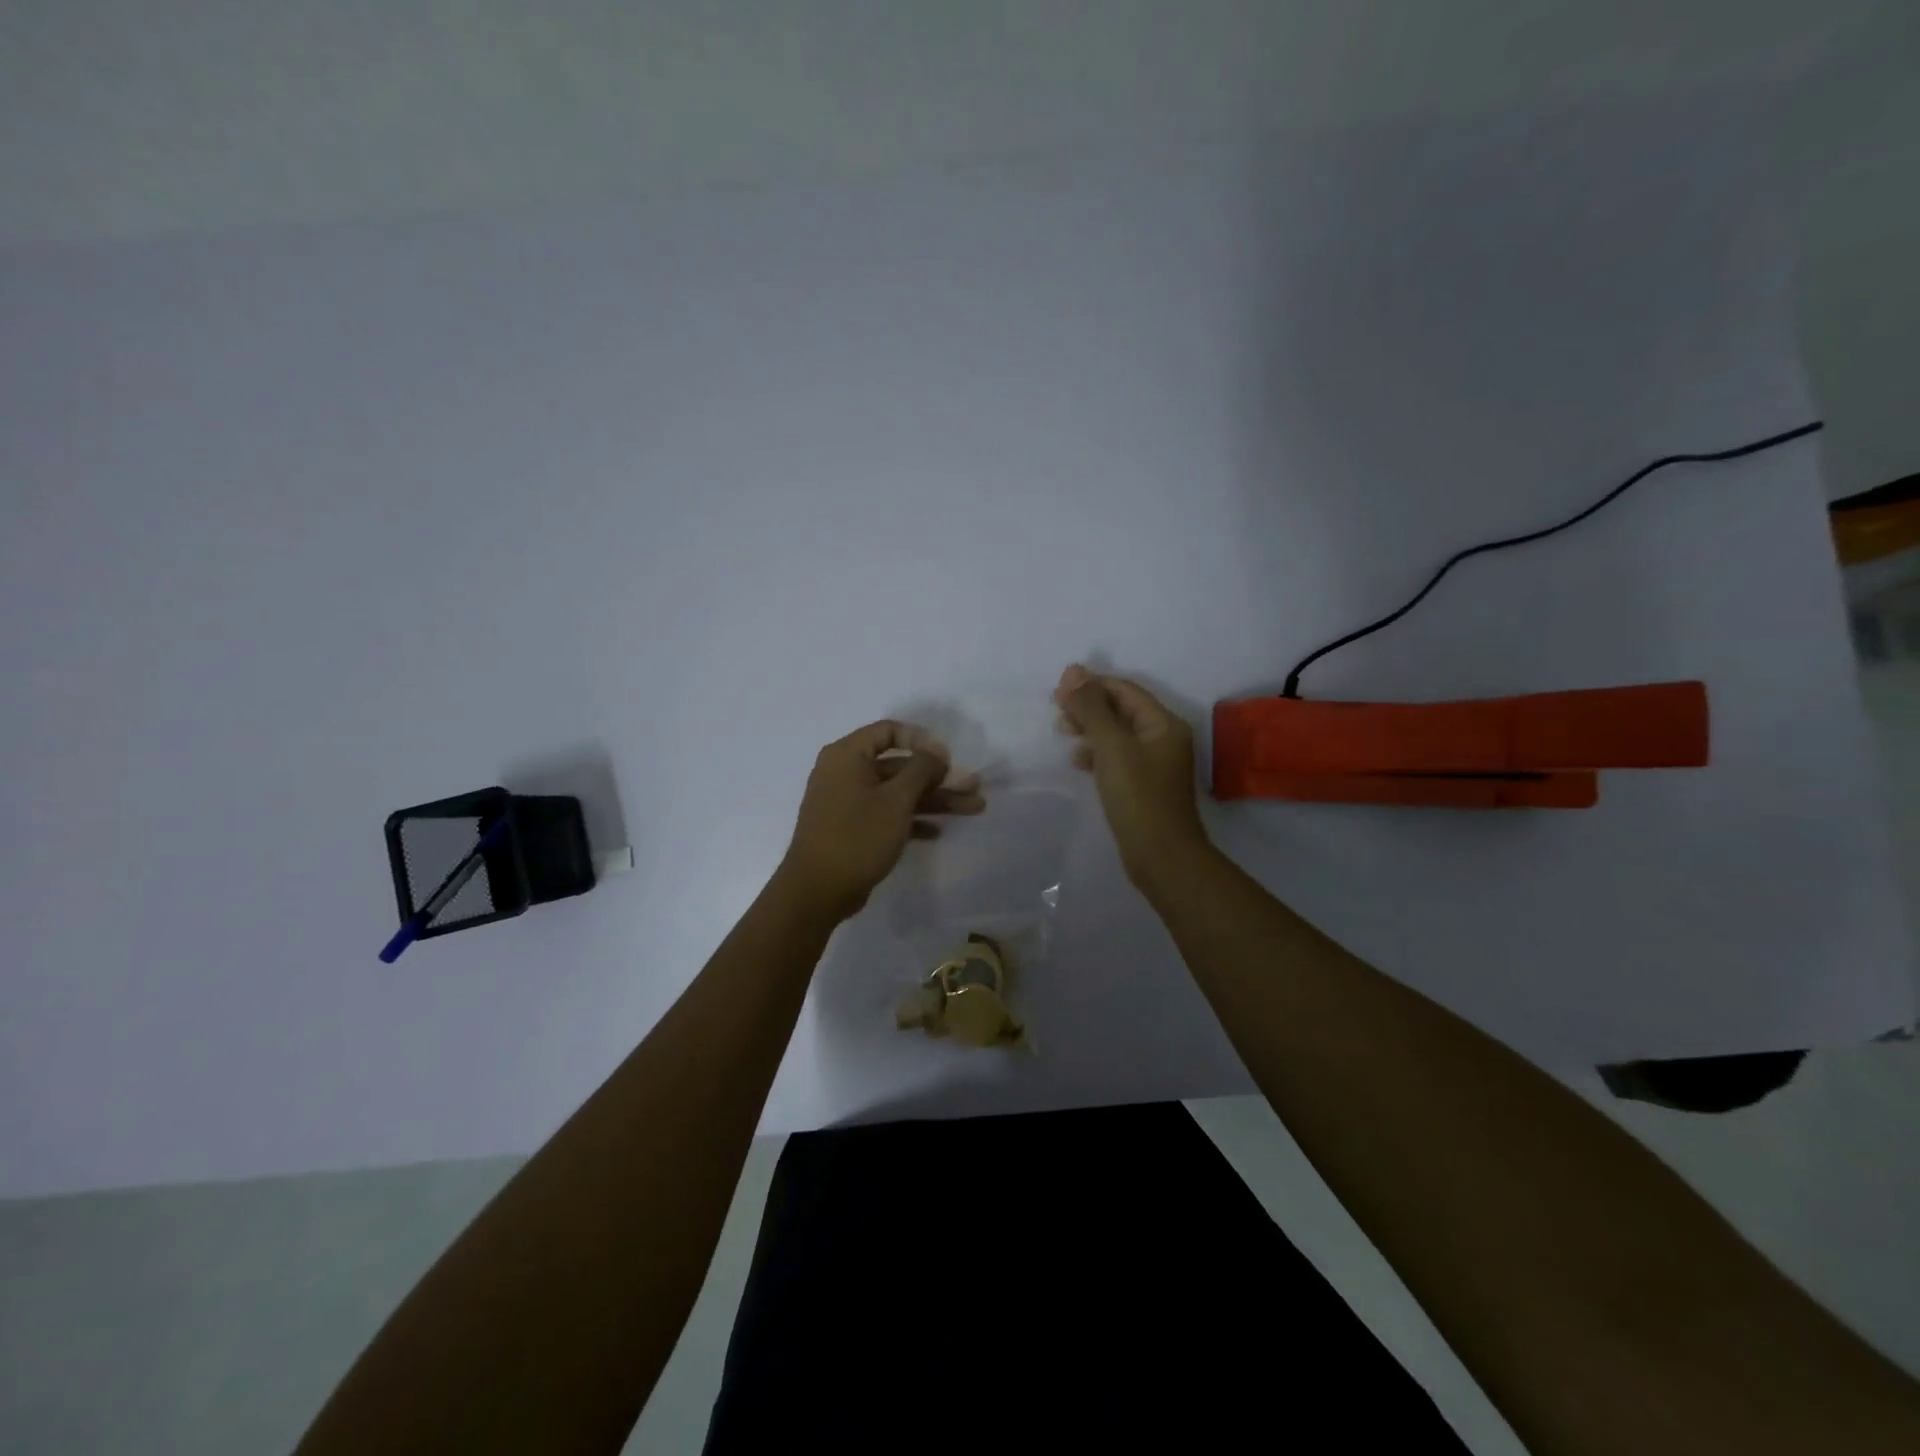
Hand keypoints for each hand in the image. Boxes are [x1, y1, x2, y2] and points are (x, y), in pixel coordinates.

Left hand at [776, 719, 985, 920]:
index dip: (922, 740)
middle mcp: (845, 772)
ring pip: (897, 793)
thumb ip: (921, 769)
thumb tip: (936, 751)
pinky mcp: (852, 829)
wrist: (817, 891)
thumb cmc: (857, 836)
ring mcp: (847, 802)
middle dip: (939, 778)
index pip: (889, 731)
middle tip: (974, 788)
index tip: (948, 759)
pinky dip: (911, 820)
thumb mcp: (896, 799)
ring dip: (934, 800)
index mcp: (848, 755)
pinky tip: (938, 832)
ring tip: (973, 808)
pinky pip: (887, 814)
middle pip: (899, 766)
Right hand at [1054, 664, 1208, 888]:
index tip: (1057, 691)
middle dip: (1088, 706)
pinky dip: (1095, 753)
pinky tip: (1078, 761)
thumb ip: (1091, 708)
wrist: (1161, 856)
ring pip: (1116, 734)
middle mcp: (1162, 738)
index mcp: (1163, 723)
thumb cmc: (1138, 797)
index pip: (1124, 690)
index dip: (1091, 684)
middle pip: (1120, 709)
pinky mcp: (1142, 784)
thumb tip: (1073, 671)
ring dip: (1089, 728)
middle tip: (1056, 712)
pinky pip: (1116, 757)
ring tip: (1062, 732)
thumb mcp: (1112, 747)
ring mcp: (1153, 763)